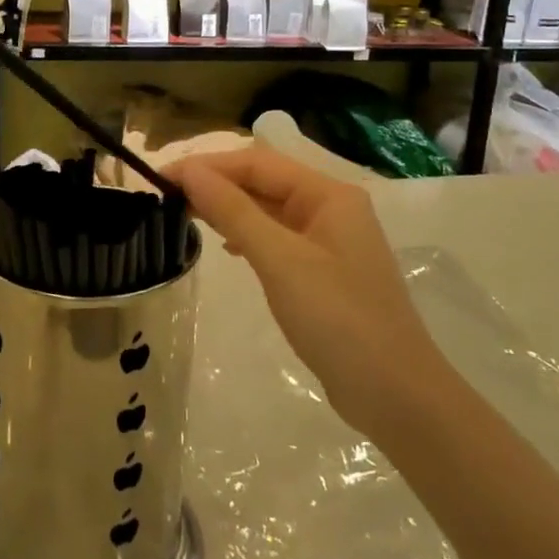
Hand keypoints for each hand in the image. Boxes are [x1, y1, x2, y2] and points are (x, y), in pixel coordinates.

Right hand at [170, 147, 445, 437]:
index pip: (257, 162)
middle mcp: (331, 208)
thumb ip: (234, 212)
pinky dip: (248, 235)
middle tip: (165, 197)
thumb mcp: (280, 261)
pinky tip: (226, 247)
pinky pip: (278, 238)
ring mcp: (330, 241)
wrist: (396, 396)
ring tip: (184, 214)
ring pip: (269, 210)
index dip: (208, 166)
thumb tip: (191, 172)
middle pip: (264, 181)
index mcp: (328, 194)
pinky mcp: (324, 271)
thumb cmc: (339, 319)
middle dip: (216, 184)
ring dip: (229, 208)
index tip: (161, 177)